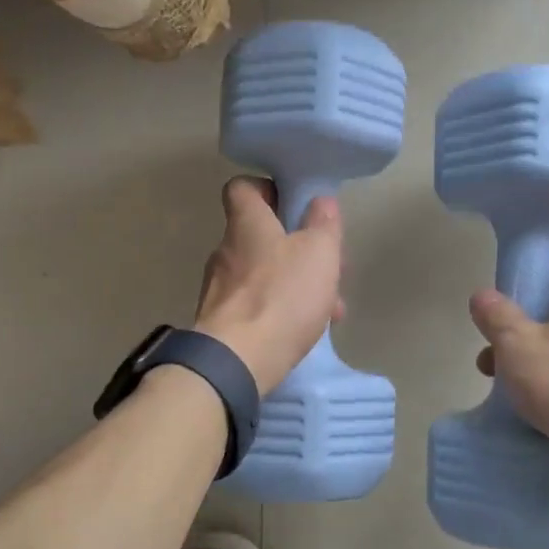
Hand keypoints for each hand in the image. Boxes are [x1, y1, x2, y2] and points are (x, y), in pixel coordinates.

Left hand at [194, 177, 344, 393]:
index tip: (293, 204)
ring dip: (294, 285)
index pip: (242, 187)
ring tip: (329, 309)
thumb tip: (320, 201)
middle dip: (296, 249)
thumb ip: (323, 224)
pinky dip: (279, 313)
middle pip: (259, 236)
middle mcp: (225, 251)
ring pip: (262, 276)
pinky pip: (255, 308)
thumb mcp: (319, 252)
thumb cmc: (281, 296)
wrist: (237, 361)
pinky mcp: (220, 323)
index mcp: (246, 224)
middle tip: (327, 267)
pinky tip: (304, 332)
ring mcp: (219, 289)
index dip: (267, 189)